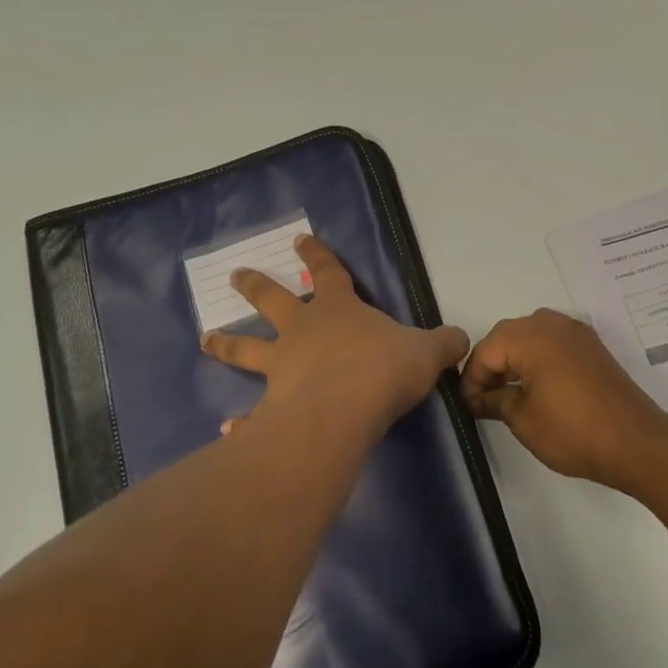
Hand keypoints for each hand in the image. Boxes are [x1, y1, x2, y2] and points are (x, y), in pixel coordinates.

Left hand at [203, 234, 468, 444]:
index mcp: (338, 310)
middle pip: (273, 301)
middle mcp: (302, 332)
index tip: (300, 238)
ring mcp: (281, 367)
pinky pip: (254, 413)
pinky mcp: (272, 404)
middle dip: (254, 286)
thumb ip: (443, 344)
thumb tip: (462, 340)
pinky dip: (242, 422)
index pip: (328, 272)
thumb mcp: (426, 352)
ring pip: (246, 348)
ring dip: (226, 344)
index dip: (317, 254)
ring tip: (206, 340)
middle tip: (236, 276)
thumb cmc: (384, 369)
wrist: (346, 408)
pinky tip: (228, 429)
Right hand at [461, 309, 667, 488]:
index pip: (485, 351)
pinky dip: (538, 357)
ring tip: (509, 393)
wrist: (636, 443)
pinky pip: (552, 341)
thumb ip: (494, 401)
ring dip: (514, 359)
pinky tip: (536, 386)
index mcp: (530, 337)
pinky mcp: (591, 346)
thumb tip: (478, 398)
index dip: (472, 379)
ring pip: (529, 335)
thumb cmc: (573, 431)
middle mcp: (552, 324)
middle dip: (491, 365)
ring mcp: (575, 332)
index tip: (468, 406)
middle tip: (484, 399)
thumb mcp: (522, 419)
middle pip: (506, 336)